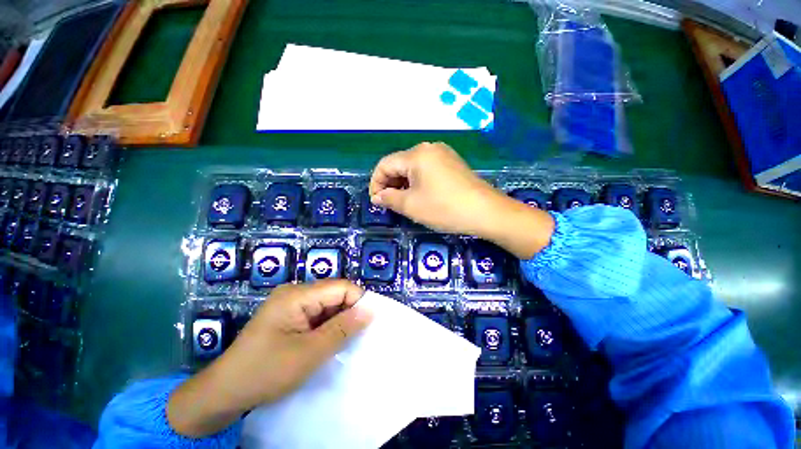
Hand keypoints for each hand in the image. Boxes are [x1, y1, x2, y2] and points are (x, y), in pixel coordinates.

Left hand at [168, 280, 371, 436]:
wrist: (223, 393)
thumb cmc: (266, 372)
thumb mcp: (310, 352)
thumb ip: (343, 328)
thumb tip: (371, 309)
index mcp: (297, 295)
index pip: (341, 287)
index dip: (358, 301)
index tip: (369, 323)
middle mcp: (295, 293)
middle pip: (334, 294)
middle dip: (349, 312)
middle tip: (357, 336)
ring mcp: (290, 304)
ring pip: (327, 304)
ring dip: (339, 320)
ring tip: (344, 341)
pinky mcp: (289, 315)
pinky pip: (317, 314)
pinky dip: (327, 326)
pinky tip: (329, 341)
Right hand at [369, 142, 500, 234]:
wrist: (486, 212)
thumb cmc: (444, 208)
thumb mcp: (411, 205)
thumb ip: (389, 198)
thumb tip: (377, 197)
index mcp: (417, 154)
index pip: (385, 164)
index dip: (376, 183)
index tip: (376, 202)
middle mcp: (430, 148)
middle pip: (400, 164)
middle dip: (390, 184)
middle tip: (389, 204)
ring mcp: (444, 154)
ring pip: (414, 167)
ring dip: (404, 184)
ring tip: (403, 202)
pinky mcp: (453, 164)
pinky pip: (428, 170)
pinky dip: (418, 182)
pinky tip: (420, 196)